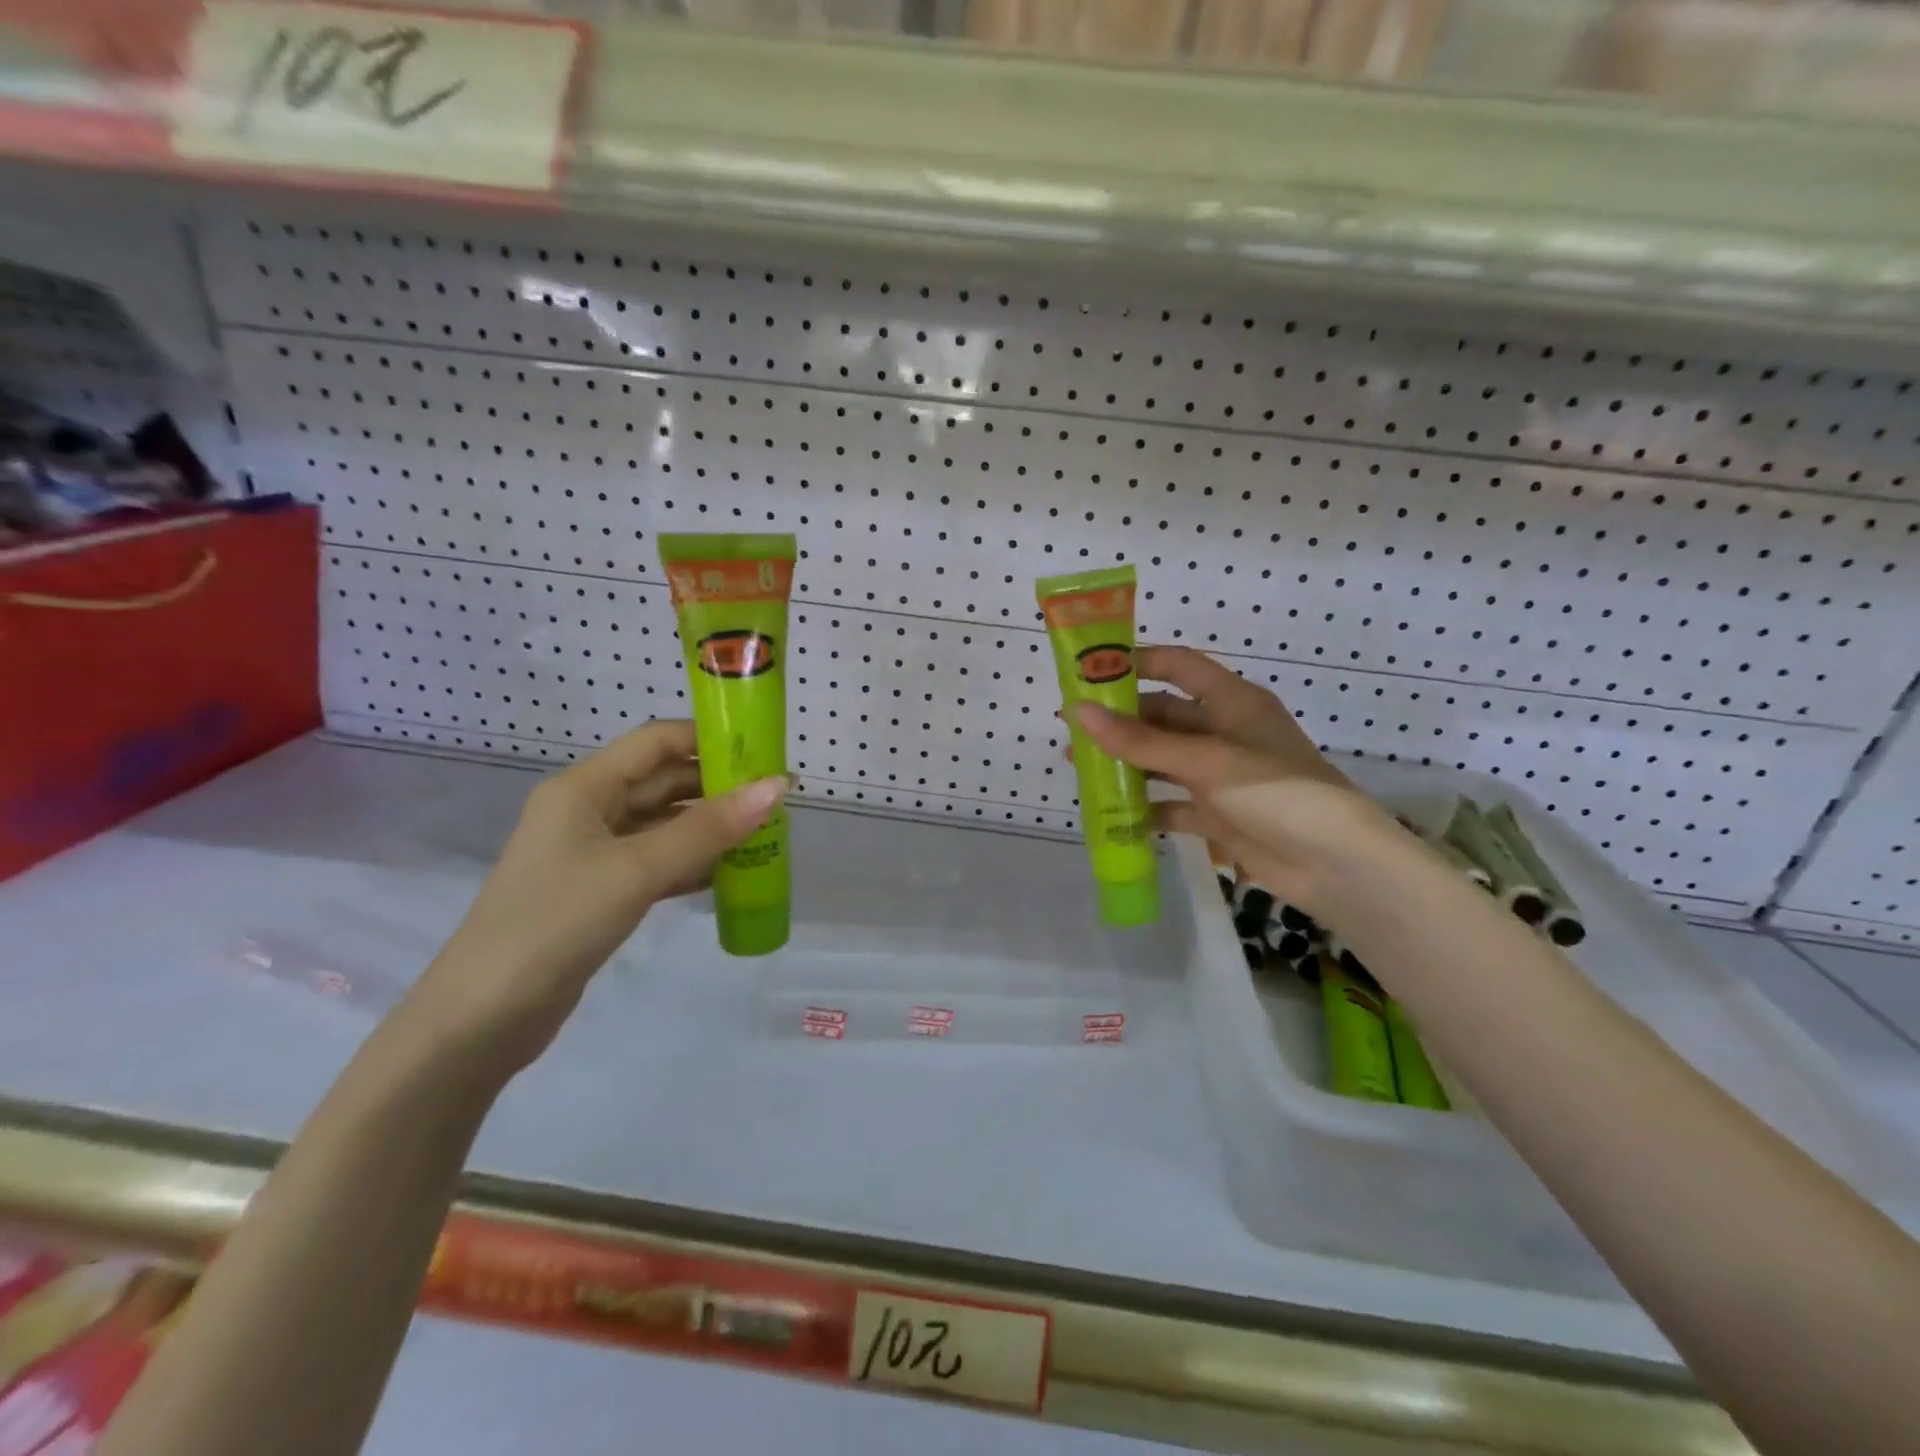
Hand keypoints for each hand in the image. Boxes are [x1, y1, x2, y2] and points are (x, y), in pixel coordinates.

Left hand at [412, 721, 785, 1069]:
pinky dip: (692, 863)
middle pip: (662, 782)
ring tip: (766, 833)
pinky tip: (731, 873)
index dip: (708, 739)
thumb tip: (776, 787)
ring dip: (710, 827)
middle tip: (776, 798)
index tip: (762, 751)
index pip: (656, 742)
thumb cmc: (556, 923)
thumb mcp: (637, 870)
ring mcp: (593, 853)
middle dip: (717, 786)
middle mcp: (588, 810)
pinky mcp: (600, 891)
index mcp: (584, 788)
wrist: (483, 1018)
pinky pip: (657, 862)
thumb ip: (708, 829)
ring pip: (663, 825)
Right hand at [1073, 646, 1393, 913]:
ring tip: (1082, 770)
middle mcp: (1224, 731)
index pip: (1177, 665)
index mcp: (1231, 701)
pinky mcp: (1218, 813)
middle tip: (1072, 732)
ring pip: (1163, 760)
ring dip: (1127, 764)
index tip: (1089, 674)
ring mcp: (1220, 775)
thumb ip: (1139, 740)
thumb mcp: (1204, 760)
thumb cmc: (1274, 792)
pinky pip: (1172, 803)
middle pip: (1163, 715)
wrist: (1335, 864)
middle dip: (1119, 722)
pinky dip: (1146, 808)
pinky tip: (1113, 815)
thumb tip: (1078, 711)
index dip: (1136, 663)